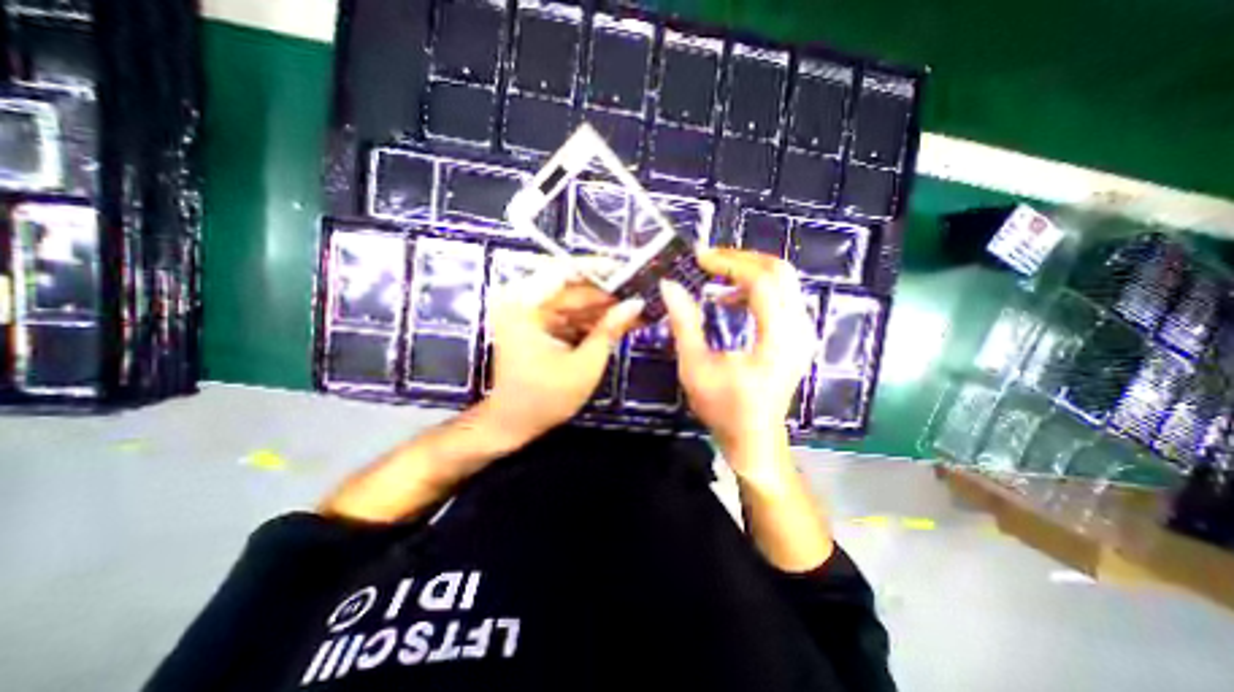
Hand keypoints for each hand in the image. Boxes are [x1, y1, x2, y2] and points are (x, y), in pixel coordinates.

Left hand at [481, 265, 641, 449]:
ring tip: (635, 312)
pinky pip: (569, 316)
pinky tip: (617, 325)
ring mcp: (529, 314)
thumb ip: (609, 329)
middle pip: (571, 288)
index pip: (563, 271)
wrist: (513, 424)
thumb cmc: (546, 398)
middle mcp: (523, 302)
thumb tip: (636, 303)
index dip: (598, 268)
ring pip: (573, 302)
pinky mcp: (537, 326)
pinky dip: (590, 321)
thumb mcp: (585, 364)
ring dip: (602, 309)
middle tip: (639, 296)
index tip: (628, 269)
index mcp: (525, 306)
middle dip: (607, 295)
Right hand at [667, 249, 815, 479]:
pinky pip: (782, 296)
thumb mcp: (696, 367)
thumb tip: (669, 285)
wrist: (754, 439)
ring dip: (748, 271)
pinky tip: (728, 298)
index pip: (762, 281)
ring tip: (715, 275)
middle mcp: (799, 328)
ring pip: (784, 281)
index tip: (699, 258)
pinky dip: (755, 288)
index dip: (729, 263)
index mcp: (778, 337)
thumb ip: (684, 323)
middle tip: (708, 259)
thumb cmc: (723, 408)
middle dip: (742, 259)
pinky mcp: (797, 336)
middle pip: (780, 271)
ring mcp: (803, 331)